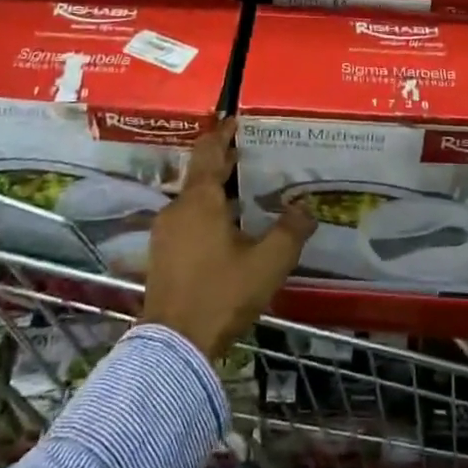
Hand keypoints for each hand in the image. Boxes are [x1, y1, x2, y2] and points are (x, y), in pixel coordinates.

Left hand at [140, 119, 314, 359]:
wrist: (173, 347)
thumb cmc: (221, 294)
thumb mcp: (267, 263)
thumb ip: (290, 231)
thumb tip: (306, 207)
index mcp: (200, 200)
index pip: (209, 151)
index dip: (222, 133)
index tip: (235, 120)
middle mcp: (178, 208)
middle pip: (200, 173)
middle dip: (222, 160)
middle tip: (247, 151)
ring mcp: (165, 233)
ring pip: (192, 197)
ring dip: (214, 188)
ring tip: (241, 189)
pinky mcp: (161, 255)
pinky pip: (186, 219)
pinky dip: (205, 210)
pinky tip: (224, 226)